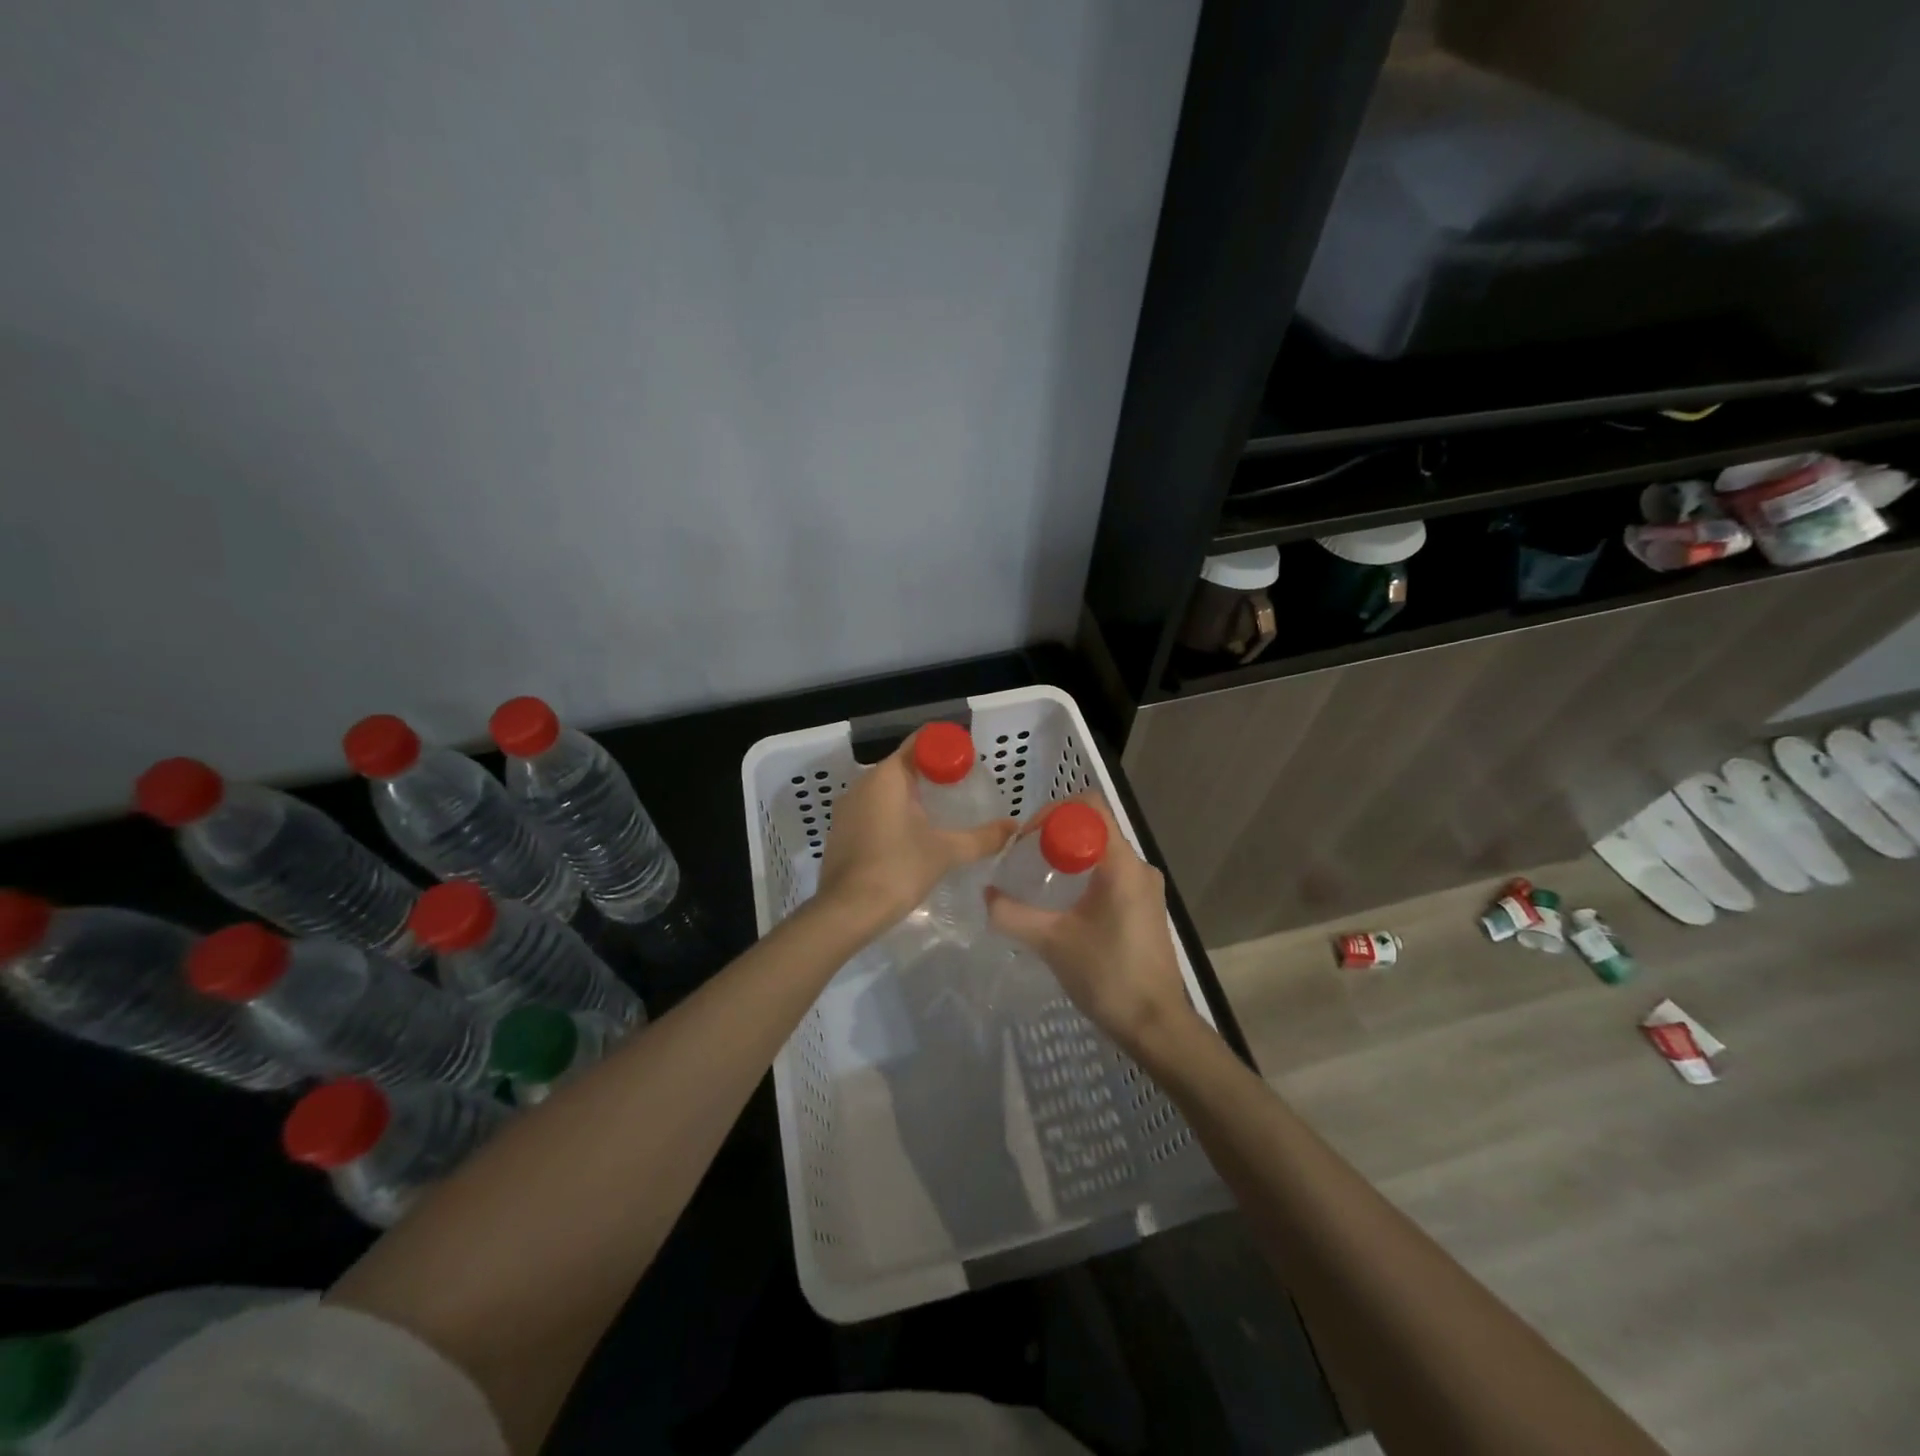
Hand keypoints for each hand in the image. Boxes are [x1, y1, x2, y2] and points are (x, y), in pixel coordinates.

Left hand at [815, 731, 1015, 935]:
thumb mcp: (946, 852)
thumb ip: (982, 837)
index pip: (921, 743)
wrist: (846, 912)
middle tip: (964, 790)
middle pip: (904, 766)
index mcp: (887, 776)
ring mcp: (848, 807)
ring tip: (943, 815)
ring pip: (887, 790)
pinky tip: (913, 837)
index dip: (947, 747)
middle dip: (933, 775)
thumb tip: (1014, 827)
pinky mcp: (842, 830)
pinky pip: (873, 810)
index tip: (969, 762)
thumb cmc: (898, 869)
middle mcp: (864, 783)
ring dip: (913, 797)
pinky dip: (894, 815)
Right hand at [985, 796, 1201, 1059]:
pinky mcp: (1146, 908)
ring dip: (1070, 857)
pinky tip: (1063, 905)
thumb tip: (987, 895)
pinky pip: (1112, 874)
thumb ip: (1013, 914)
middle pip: (1095, 827)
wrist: (1155, 1025)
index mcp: (1122, 864)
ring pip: (1102, 852)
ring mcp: (1146, 888)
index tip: (1027, 841)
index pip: (1089, 808)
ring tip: (1038, 881)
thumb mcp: (1051, 942)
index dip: (1053, 813)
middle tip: (1025, 859)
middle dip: (1056, 835)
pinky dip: (1085, 876)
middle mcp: (1140, 867)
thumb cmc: (1107, 976)